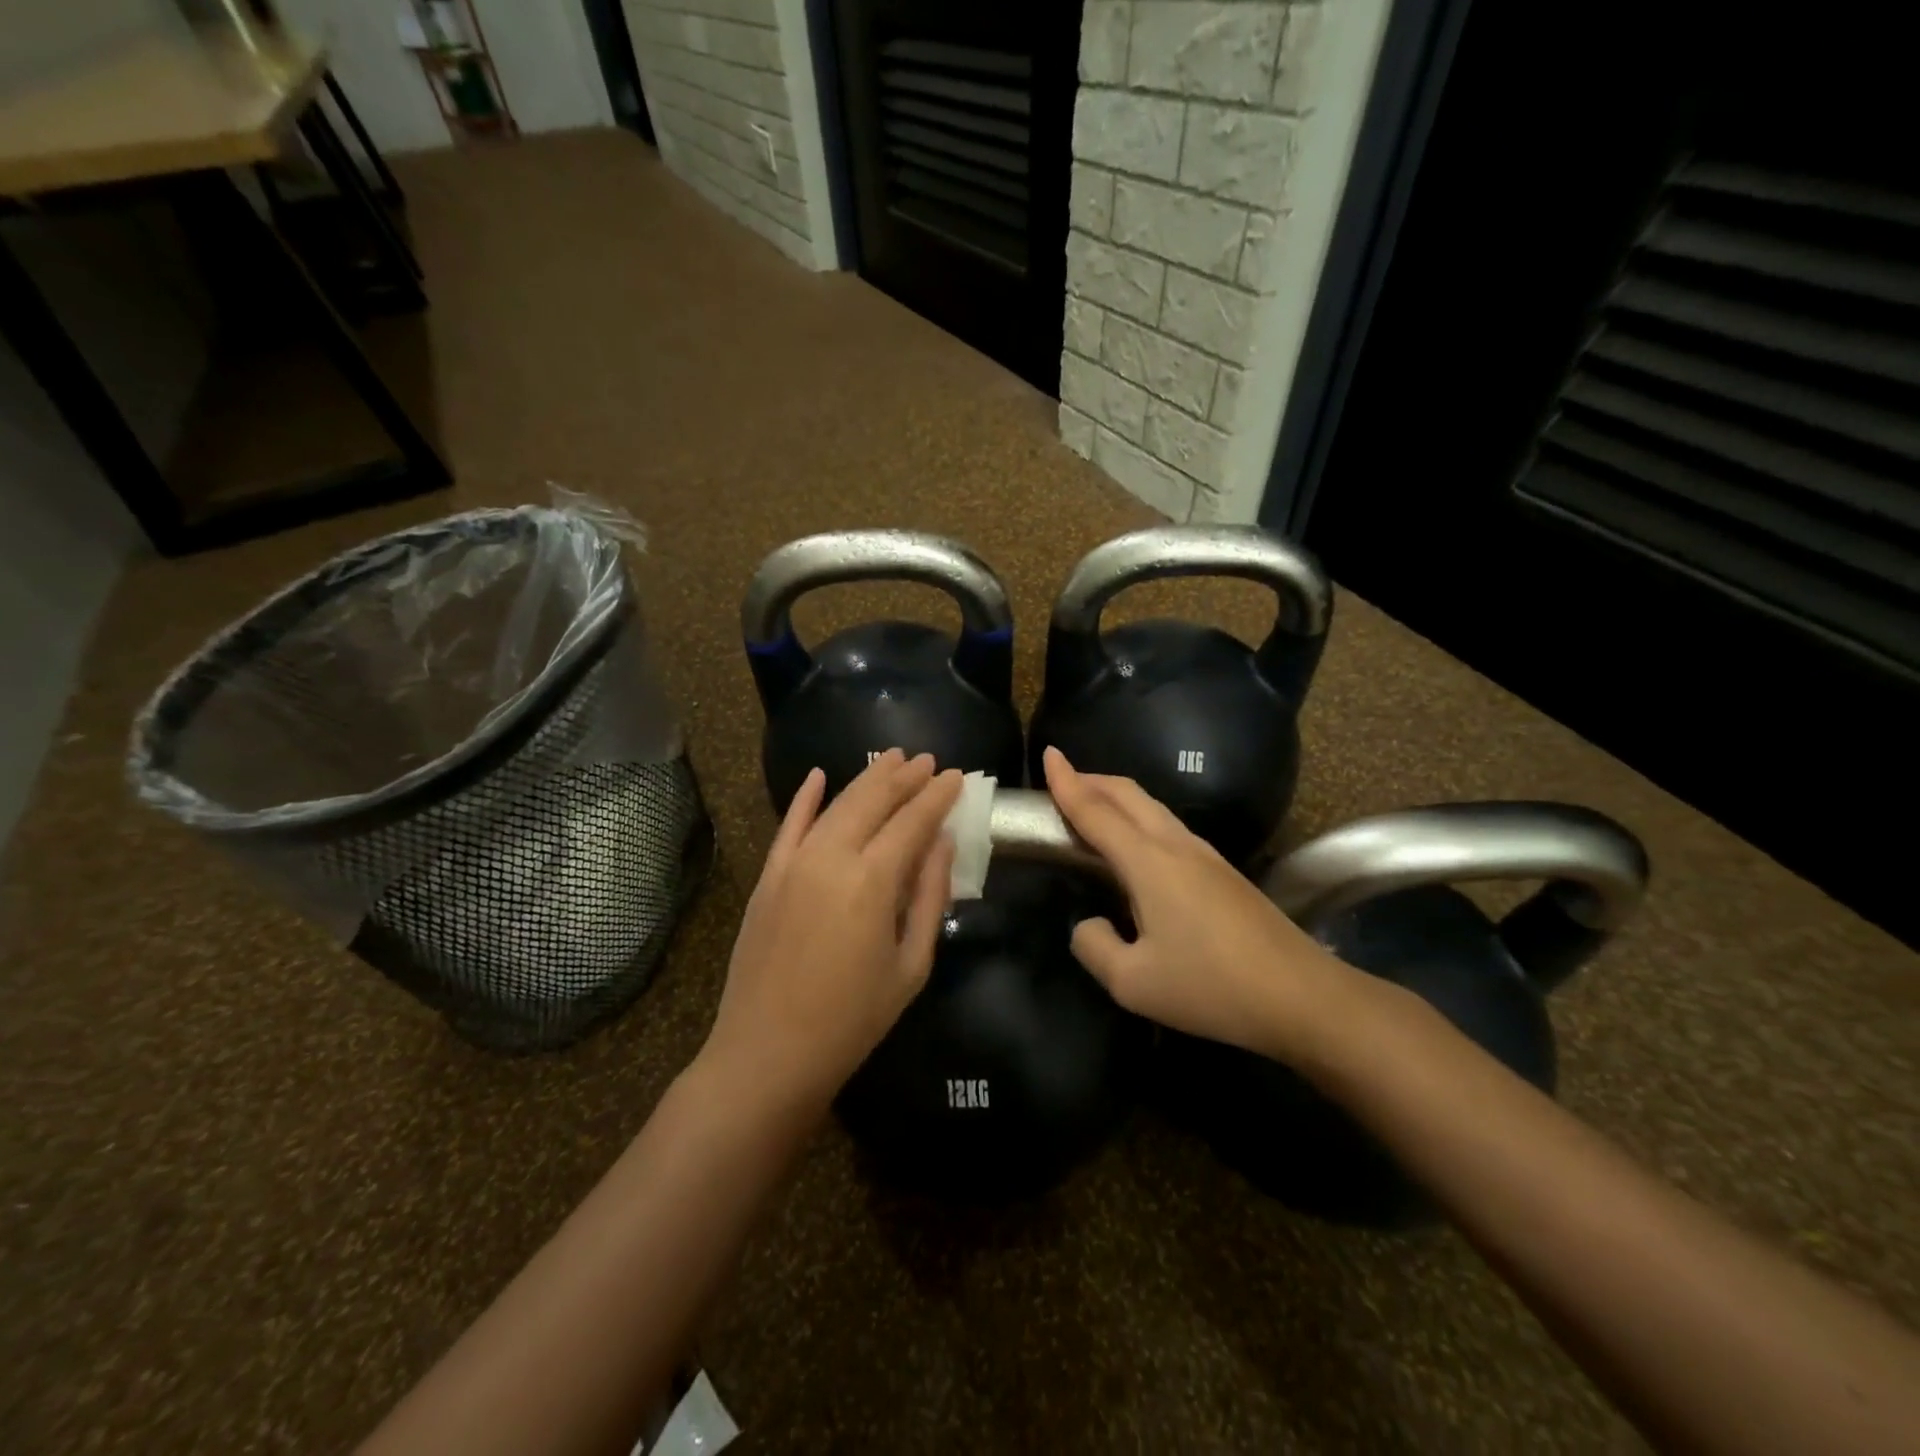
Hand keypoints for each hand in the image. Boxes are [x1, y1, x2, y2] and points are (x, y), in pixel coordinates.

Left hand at [702, 749, 961, 1114]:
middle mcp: (831, 857)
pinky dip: (804, 798)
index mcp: (873, 881)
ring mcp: (793, 863)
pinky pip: (788, 825)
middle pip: (873, 801)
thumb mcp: (911, 965)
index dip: (937, 795)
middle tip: (928, 760)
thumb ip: (929, 897)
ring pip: (835, 804)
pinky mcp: (767, 876)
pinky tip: (818, 776)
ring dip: (866, 779)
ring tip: (891, 760)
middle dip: (904, 777)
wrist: (768, 1053)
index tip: (956, 776)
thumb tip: (942, 843)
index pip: (913, 821)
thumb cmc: (853, 1019)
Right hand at [1043, 746, 1356, 1064]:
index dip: (1067, 783)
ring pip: (1151, 808)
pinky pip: (1167, 827)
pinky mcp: (1222, 872)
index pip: (1096, 811)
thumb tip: (1088, 925)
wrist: (1302, 996)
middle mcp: (1176, 845)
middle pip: (1127, 794)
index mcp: (1149, 862)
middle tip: (1061, 781)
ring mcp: (1205, 855)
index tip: (1048, 754)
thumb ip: (1094, 947)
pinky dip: (1137, 819)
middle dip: (1091, 780)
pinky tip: (1135, 846)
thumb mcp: (1133, 983)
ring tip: (1091, 809)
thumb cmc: (1212, 986)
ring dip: (1116, 798)